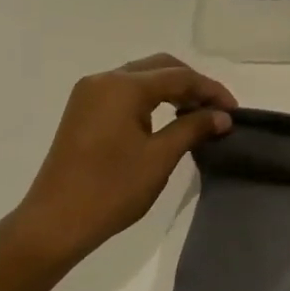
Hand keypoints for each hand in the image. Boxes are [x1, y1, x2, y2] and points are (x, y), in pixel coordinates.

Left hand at [7, 54, 236, 270]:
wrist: (55, 223)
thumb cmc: (111, 190)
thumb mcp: (160, 158)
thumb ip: (193, 128)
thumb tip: (222, 116)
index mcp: (123, 87)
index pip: (179, 76)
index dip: (211, 90)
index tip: (235, 111)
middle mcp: (104, 80)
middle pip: (160, 67)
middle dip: (192, 84)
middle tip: (218, 110)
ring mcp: (90, 94)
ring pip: (142, 77)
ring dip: (173, 90)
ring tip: (198, 115)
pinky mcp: (84, 111)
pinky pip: (126, 92)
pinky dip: (152, 99)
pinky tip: (169, 119)